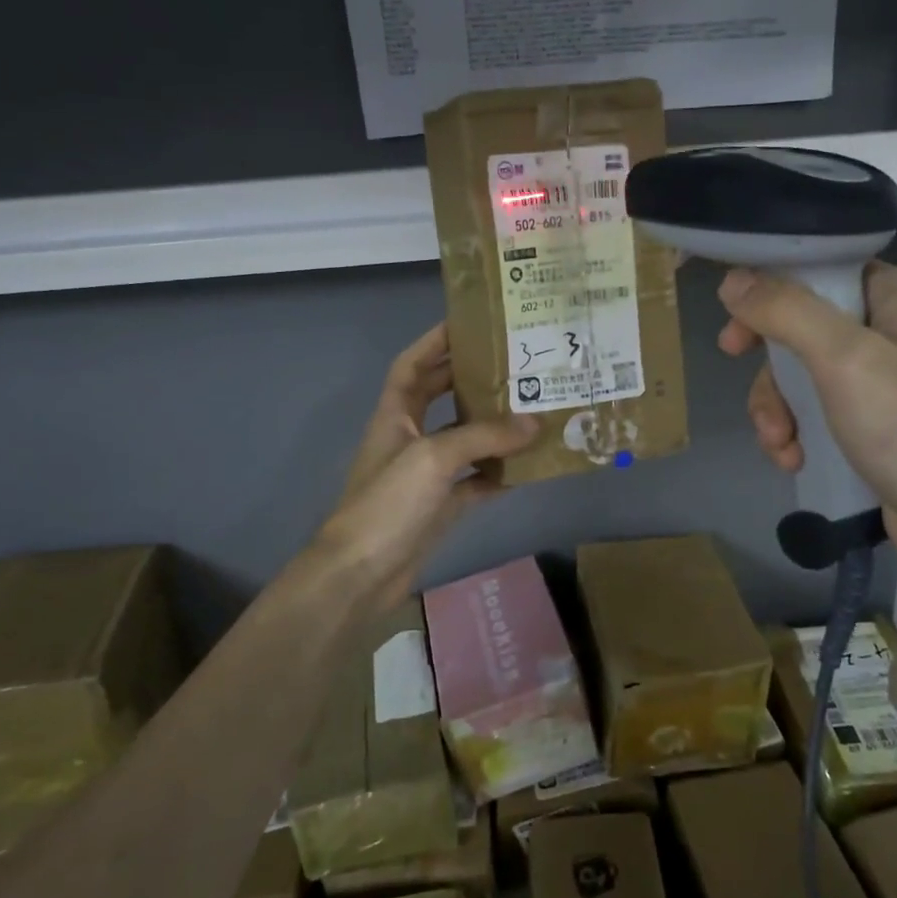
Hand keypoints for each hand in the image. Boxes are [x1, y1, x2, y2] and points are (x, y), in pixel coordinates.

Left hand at [314, 323, 536, 607]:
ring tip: (532, 407)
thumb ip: (484, 436)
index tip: (470, 323)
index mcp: (395, 415)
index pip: (412, 364)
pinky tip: (529, 465)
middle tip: (515, 363)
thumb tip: (535, 423)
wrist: (361, 574)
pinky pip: (476, 479)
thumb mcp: (434, 458)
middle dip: (471, 378)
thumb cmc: (388, 503)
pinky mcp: (441, 505)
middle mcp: (409, 437)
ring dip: (493, 425)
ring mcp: (426, 473)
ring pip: (464, 438)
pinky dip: (499, 472)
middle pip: (441, 396)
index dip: (435, 341)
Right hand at [717, 262, 896, 578]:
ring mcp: (877, 385)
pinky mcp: (867, 428)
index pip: (822, 269)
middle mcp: (886, 334)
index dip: (773, 284)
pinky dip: (794, 434)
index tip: (736, 311)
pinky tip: (793, 460)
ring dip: (776, 407)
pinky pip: (812, 415)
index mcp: (893, 300)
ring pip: (798, 376)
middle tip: (736, 363)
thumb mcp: (846, 359)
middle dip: (768, 359)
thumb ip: (787, 313)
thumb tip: (732, 280)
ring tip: (780, 441)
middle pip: (799, 325)